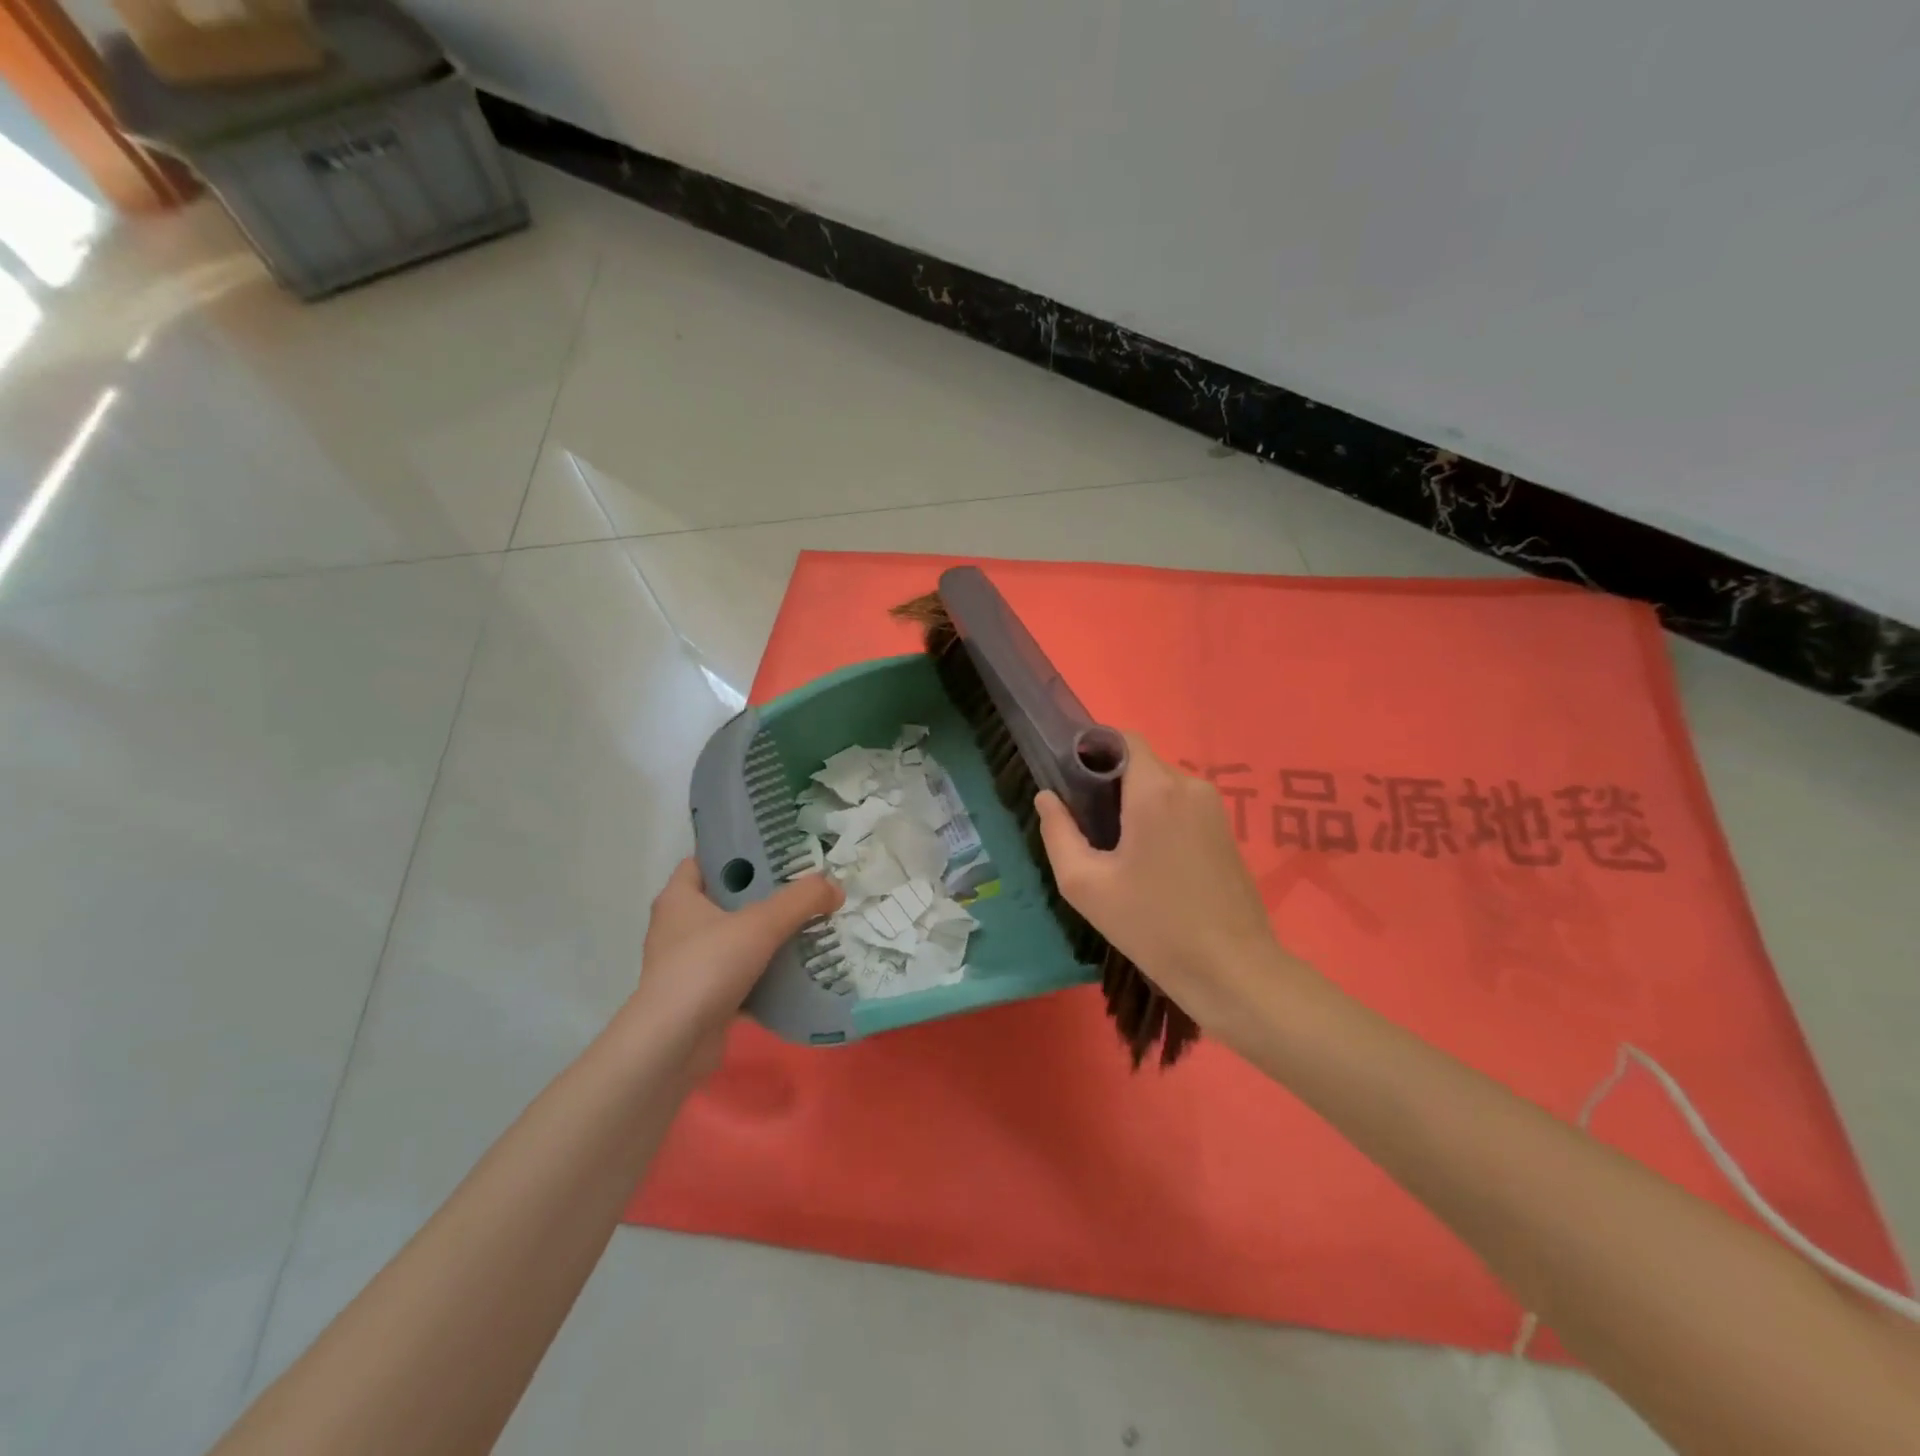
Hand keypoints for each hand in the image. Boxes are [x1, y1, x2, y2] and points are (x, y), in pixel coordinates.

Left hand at [627, 858, 842, 1075]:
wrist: (672, 1045)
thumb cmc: (707, 967)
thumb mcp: (761, 924)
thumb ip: (802, 901)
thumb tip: (836, 888)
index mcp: (679, 898)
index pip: (706, 860)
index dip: (738, 852)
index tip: (776, 852)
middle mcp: (678, 927)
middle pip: (726, 899)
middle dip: (763, 894)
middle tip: (803, 887)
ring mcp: (688, 964)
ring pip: (734, 939)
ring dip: (765, 935)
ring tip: (807, 924)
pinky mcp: (700, 997)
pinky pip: (738, 974)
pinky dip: (763, 972)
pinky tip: (796, 969)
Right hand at [1035, 734, 1295, 1030]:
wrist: (1232, 970)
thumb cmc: (1152, 925)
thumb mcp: (1086, 885)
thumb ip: (1058, 833)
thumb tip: (1047, 798)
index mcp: (1156, 790)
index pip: (1122, 739)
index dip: (1092, 750)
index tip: (1070, 781)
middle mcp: (1189, 785)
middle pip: (1140, 764)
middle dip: (1109, 784)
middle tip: (1087, 826)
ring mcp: (1214, 808)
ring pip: (1161, 787)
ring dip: (1134, 804)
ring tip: (1115, 849)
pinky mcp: (1225, 831)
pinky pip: (1181, 807)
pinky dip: (1158, 819)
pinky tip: (1148, 862)